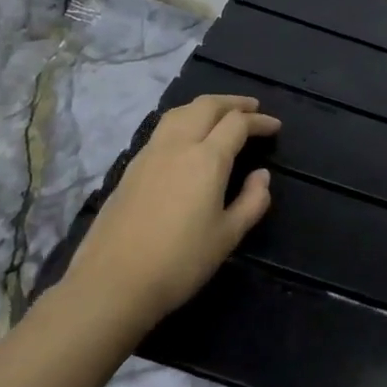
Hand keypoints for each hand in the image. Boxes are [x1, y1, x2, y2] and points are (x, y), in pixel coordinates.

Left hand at [63, 95, 280, 328]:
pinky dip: (184, 120)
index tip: (275, 126)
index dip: (259, 121)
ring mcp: (149, 154)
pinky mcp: (131, 168)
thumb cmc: (179, 262)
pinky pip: (163, 129)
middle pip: (206, 106)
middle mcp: (177, 146)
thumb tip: (261, 175)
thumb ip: (252, 201)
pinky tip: (188, 138)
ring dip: (205, 107)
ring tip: (221, 115)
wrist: (112, 283)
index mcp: (206, 159)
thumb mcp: (228, 236)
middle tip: (252, 107)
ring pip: (180, 112)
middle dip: (233, 103)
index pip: (237, 124)